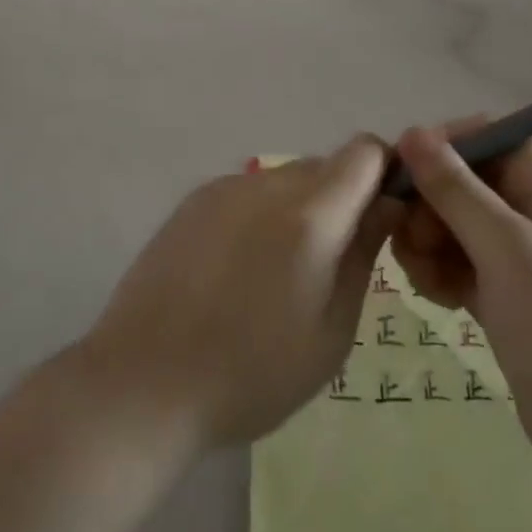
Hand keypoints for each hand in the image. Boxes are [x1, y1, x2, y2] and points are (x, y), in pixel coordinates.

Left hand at [78, 138, 399, 450]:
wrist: (145, 379)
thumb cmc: (252, 373)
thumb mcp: (331, 332)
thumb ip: (363, 255)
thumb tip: (386, 205)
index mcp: (311, 215)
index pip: (364, 152)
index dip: (384, 173)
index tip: (383, 216)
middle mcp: (269, 185)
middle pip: (325, 165)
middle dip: (343, 198)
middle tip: (332, 261)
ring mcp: (226, 188)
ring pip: (286, 178)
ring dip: (300, 208)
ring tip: (279, 273)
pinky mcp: (194, 200)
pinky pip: (249, 192)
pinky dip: (261, 215)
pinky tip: (239, 269)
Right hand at [390, 126, 531, 488]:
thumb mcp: (504, 246)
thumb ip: (454, 186)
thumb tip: (411, 130)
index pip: (482, 136)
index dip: (439, 149)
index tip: (402, 178)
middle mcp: (531, 205)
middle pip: (459, 178)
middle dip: (428, 205)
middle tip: (413, 244)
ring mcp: (516, 250)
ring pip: (450, 220)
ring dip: (427, 242)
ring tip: (426, 280)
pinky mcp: (502, 288)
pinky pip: (455, 258)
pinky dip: (440, 271)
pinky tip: (437, 299)